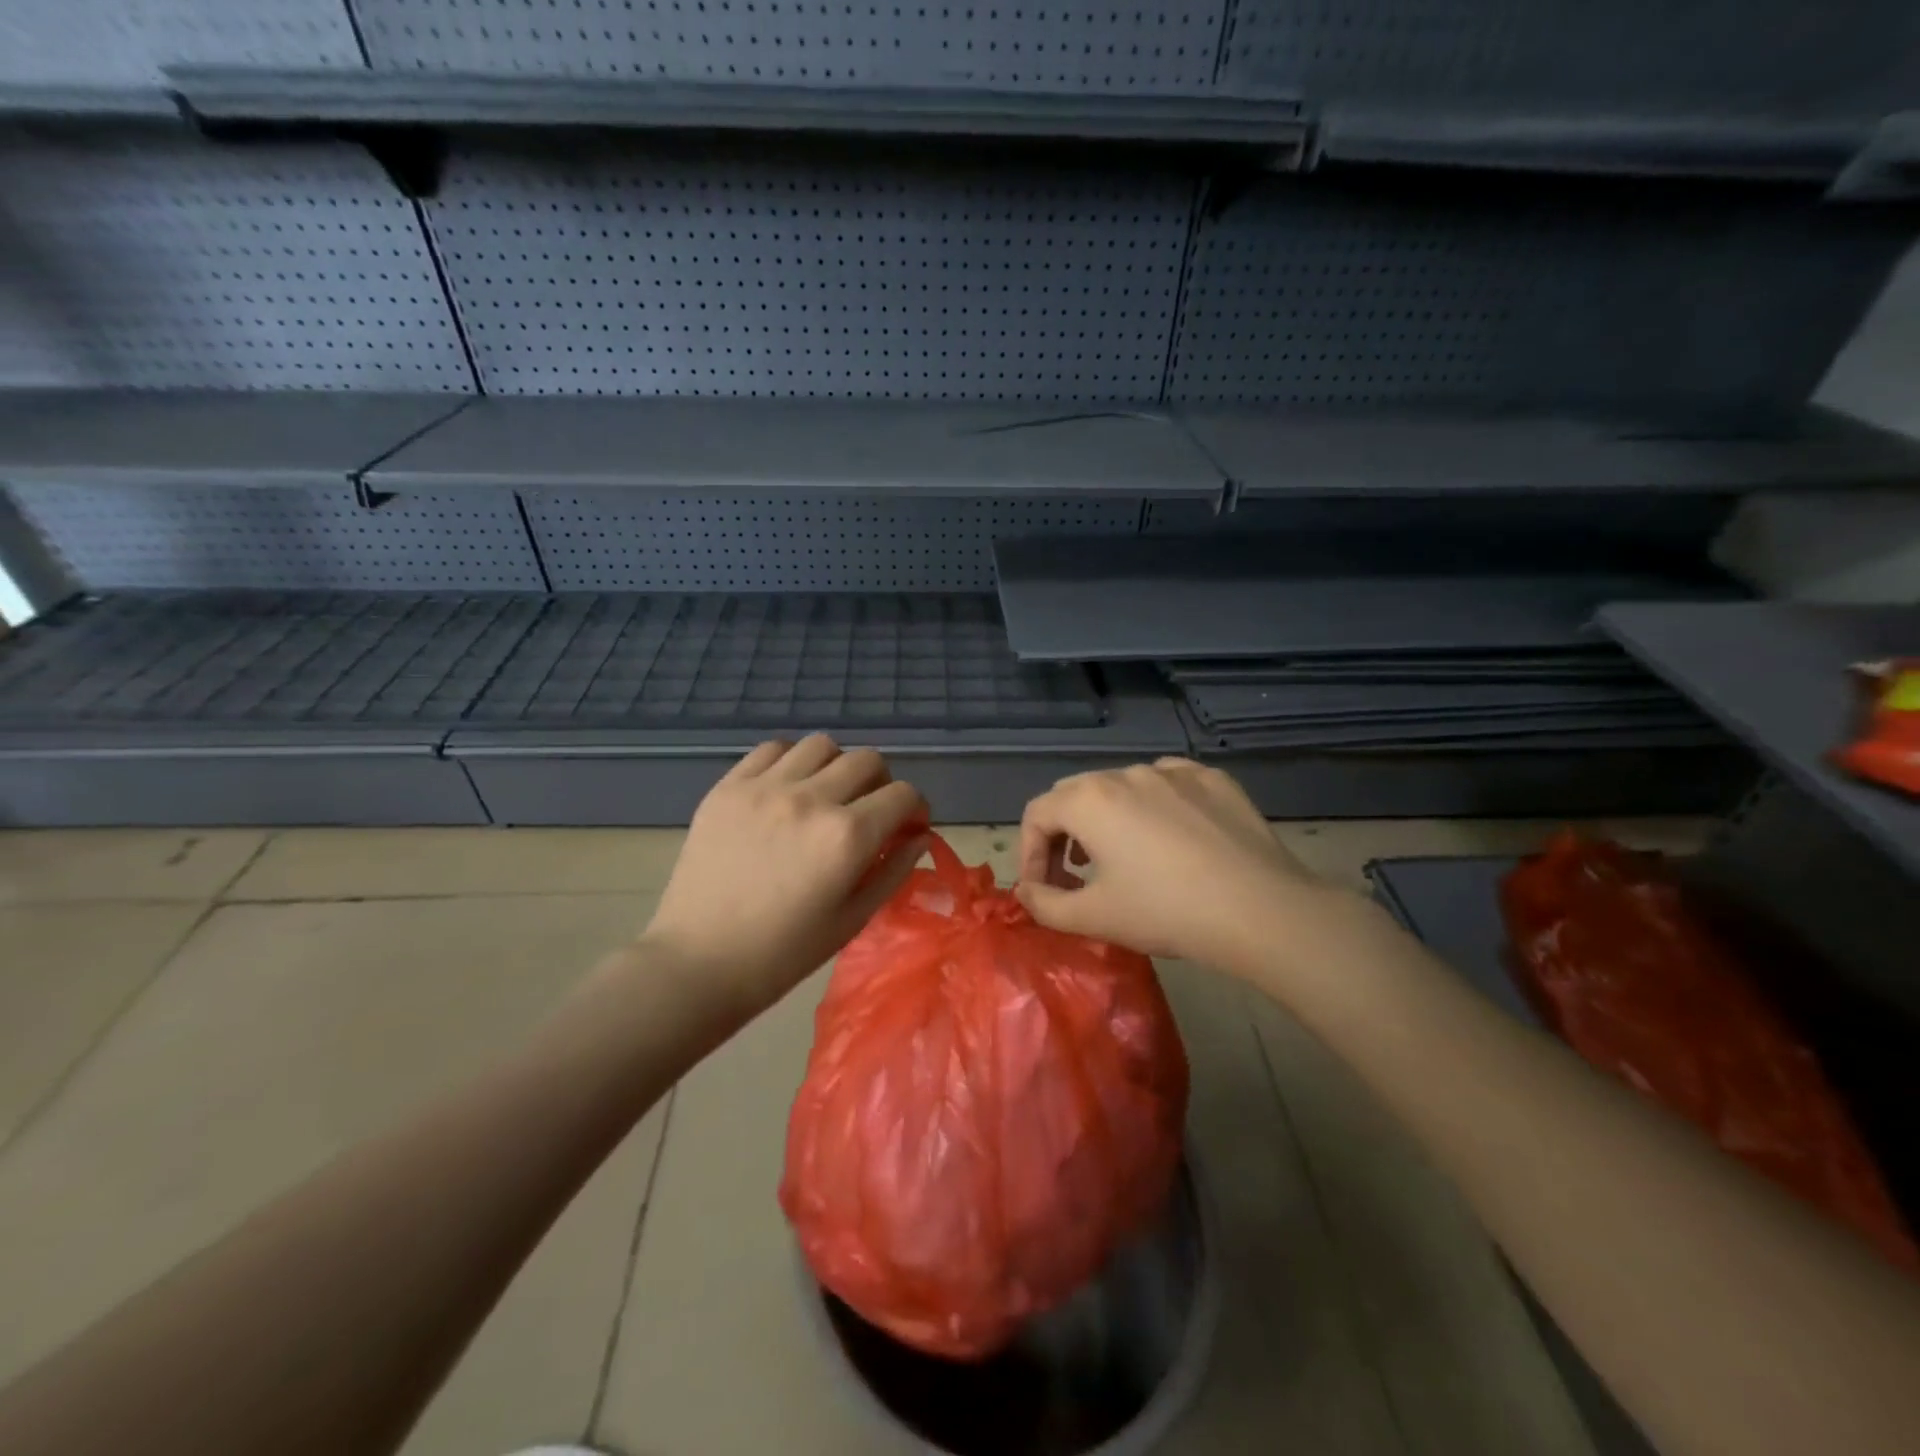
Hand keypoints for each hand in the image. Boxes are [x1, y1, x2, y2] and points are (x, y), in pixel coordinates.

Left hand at [639, 736, 928, 1016]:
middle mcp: (811, 799)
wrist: (698, 962)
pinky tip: (786, 790)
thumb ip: (894, 871)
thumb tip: (919, 836)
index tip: (906, 827)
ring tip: (825, 796)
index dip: (915, 809)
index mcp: (847, 836)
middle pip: (868, 760)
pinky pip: (773, 749)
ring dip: (836, 767)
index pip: (904, 794)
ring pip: (822, 745)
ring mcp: (765, 787)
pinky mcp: (728, 786)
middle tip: (868, 813)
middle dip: (881, 785)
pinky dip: (791, 762)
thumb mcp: (853, 919)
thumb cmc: (783, 954)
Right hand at [1015, 758, 1352, 974]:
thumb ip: (1044, 904)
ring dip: (1107, 820)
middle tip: (1075, 876)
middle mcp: (1125, 773)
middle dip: (1063, 834)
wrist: (1261, 909)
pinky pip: (1166, 785)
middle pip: (1074, 795)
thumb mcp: (1093, 917)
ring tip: (1122, 859)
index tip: (1043, 891)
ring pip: (1121, 787)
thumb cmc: (1165, 911)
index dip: (1029, 854)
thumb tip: (1026, 893)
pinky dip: (1153, 808)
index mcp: (1089, 800)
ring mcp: (1172, 771)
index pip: (1036, 815)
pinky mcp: (1212, 779)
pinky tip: (1171, 841)